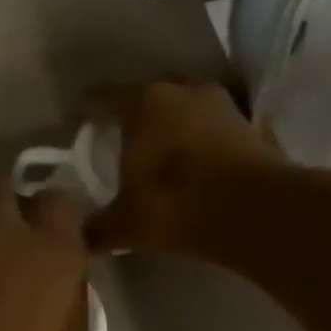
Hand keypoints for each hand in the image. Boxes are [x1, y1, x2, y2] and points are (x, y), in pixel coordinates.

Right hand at [83, 81, 285, 256]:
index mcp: (142, 104)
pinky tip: (192, 164)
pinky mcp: (250, 125)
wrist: (252, 211)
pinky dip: (200, 142)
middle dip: (134, 116)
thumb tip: (78, 239)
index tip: (80, 126)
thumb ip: (96, 229)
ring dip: (172, 126)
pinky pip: (212, 129)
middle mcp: (182, 91)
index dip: (90, 114)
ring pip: (185, 108)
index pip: (105, 100)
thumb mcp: (123, 225)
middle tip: (121, 141)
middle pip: (149, 97)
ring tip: (159, 152)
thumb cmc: (173, 206)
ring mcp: (221, 104)